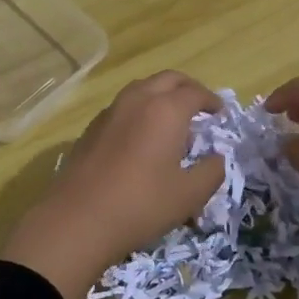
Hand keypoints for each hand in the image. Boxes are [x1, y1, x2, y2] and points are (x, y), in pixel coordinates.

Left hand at [1, 71, 226, 298]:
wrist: (78, 218)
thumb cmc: (141, 204)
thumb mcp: (189, 195)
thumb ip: (212, 171)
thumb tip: (218, 158)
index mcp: (166, 110)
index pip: (195, 92)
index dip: (212, 101)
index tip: (220, 114)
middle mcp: (138, 100)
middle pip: (168, 79)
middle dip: (188, 89)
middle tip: (200, 108)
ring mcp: (111, 110)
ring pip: (143, 88)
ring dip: (162, 96)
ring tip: (172, 122)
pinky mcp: (93, 126)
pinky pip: (124, 106)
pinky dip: (140, 110)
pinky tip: (142, 138)